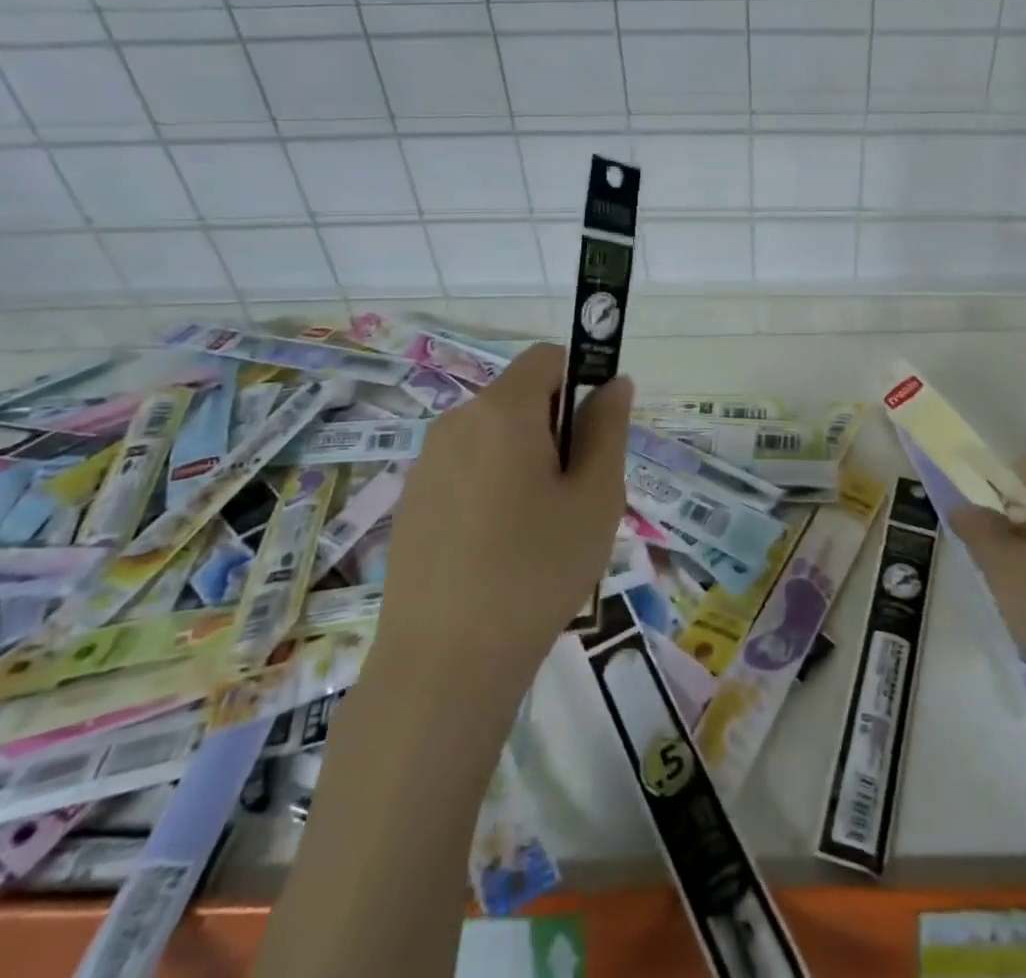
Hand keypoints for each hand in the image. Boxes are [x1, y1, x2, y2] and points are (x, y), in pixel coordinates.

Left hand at [383, 343, 631, 675]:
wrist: (444, 667)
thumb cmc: (537, 570)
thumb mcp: (596, 497)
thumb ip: (608, 428)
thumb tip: (614, 382)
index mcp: (502, 411)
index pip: (548, 358)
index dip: (581, 381)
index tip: (596, 435)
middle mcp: (456, 423)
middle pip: (520, 398)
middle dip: (556, 427)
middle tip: (576, 492)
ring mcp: (426, 464)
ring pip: (494, 437)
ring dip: (526, 460)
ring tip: (541, 528)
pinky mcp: (411, 503)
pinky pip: (467, 470)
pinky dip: (493, 487)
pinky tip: (500, 549)